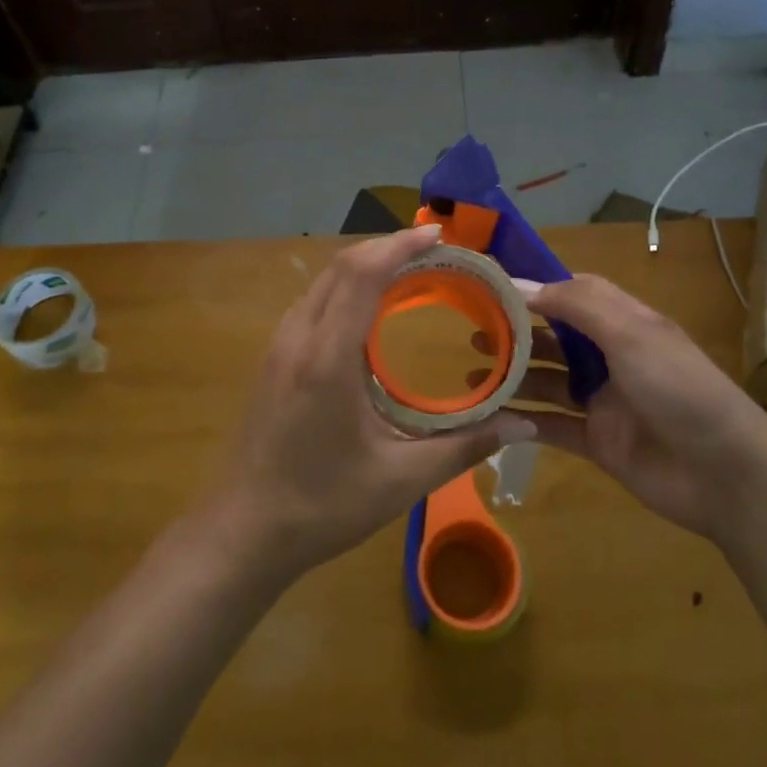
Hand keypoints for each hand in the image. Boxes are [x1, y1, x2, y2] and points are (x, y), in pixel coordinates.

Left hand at [209, 225, 535, 580]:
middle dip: (388, 249)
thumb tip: (522, 425)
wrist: (244, 531)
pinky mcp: (274, 359)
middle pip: (342, 268)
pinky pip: (314, 303)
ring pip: (324, 282)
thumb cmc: (323, 505)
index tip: (438, 235)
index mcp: (327, 358)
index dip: (400, 246)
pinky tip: (371, 311)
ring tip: (410, 273)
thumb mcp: (401, 480)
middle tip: (435, 253)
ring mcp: (279, 346)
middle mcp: (298, 338)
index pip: (362, 275)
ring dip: (365, 267)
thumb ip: (464, 446)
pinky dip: (347, 289)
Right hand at [491, 275, 766, 542]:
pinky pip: (551, 426)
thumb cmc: (679, 388)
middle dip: (514, 333)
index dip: (533, 288)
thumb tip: (519, 282)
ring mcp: (602, 400)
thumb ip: (576, 304)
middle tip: (469, 331)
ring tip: (472, 374)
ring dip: (512, 376)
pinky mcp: (597, 441)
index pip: (571, 294)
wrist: (725, 474)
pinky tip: (490, 417)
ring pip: (547, 381)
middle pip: (553, 337)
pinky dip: (522, 421)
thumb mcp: (631, 332)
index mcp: (623, 322)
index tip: (489, 286)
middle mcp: (610, 356)